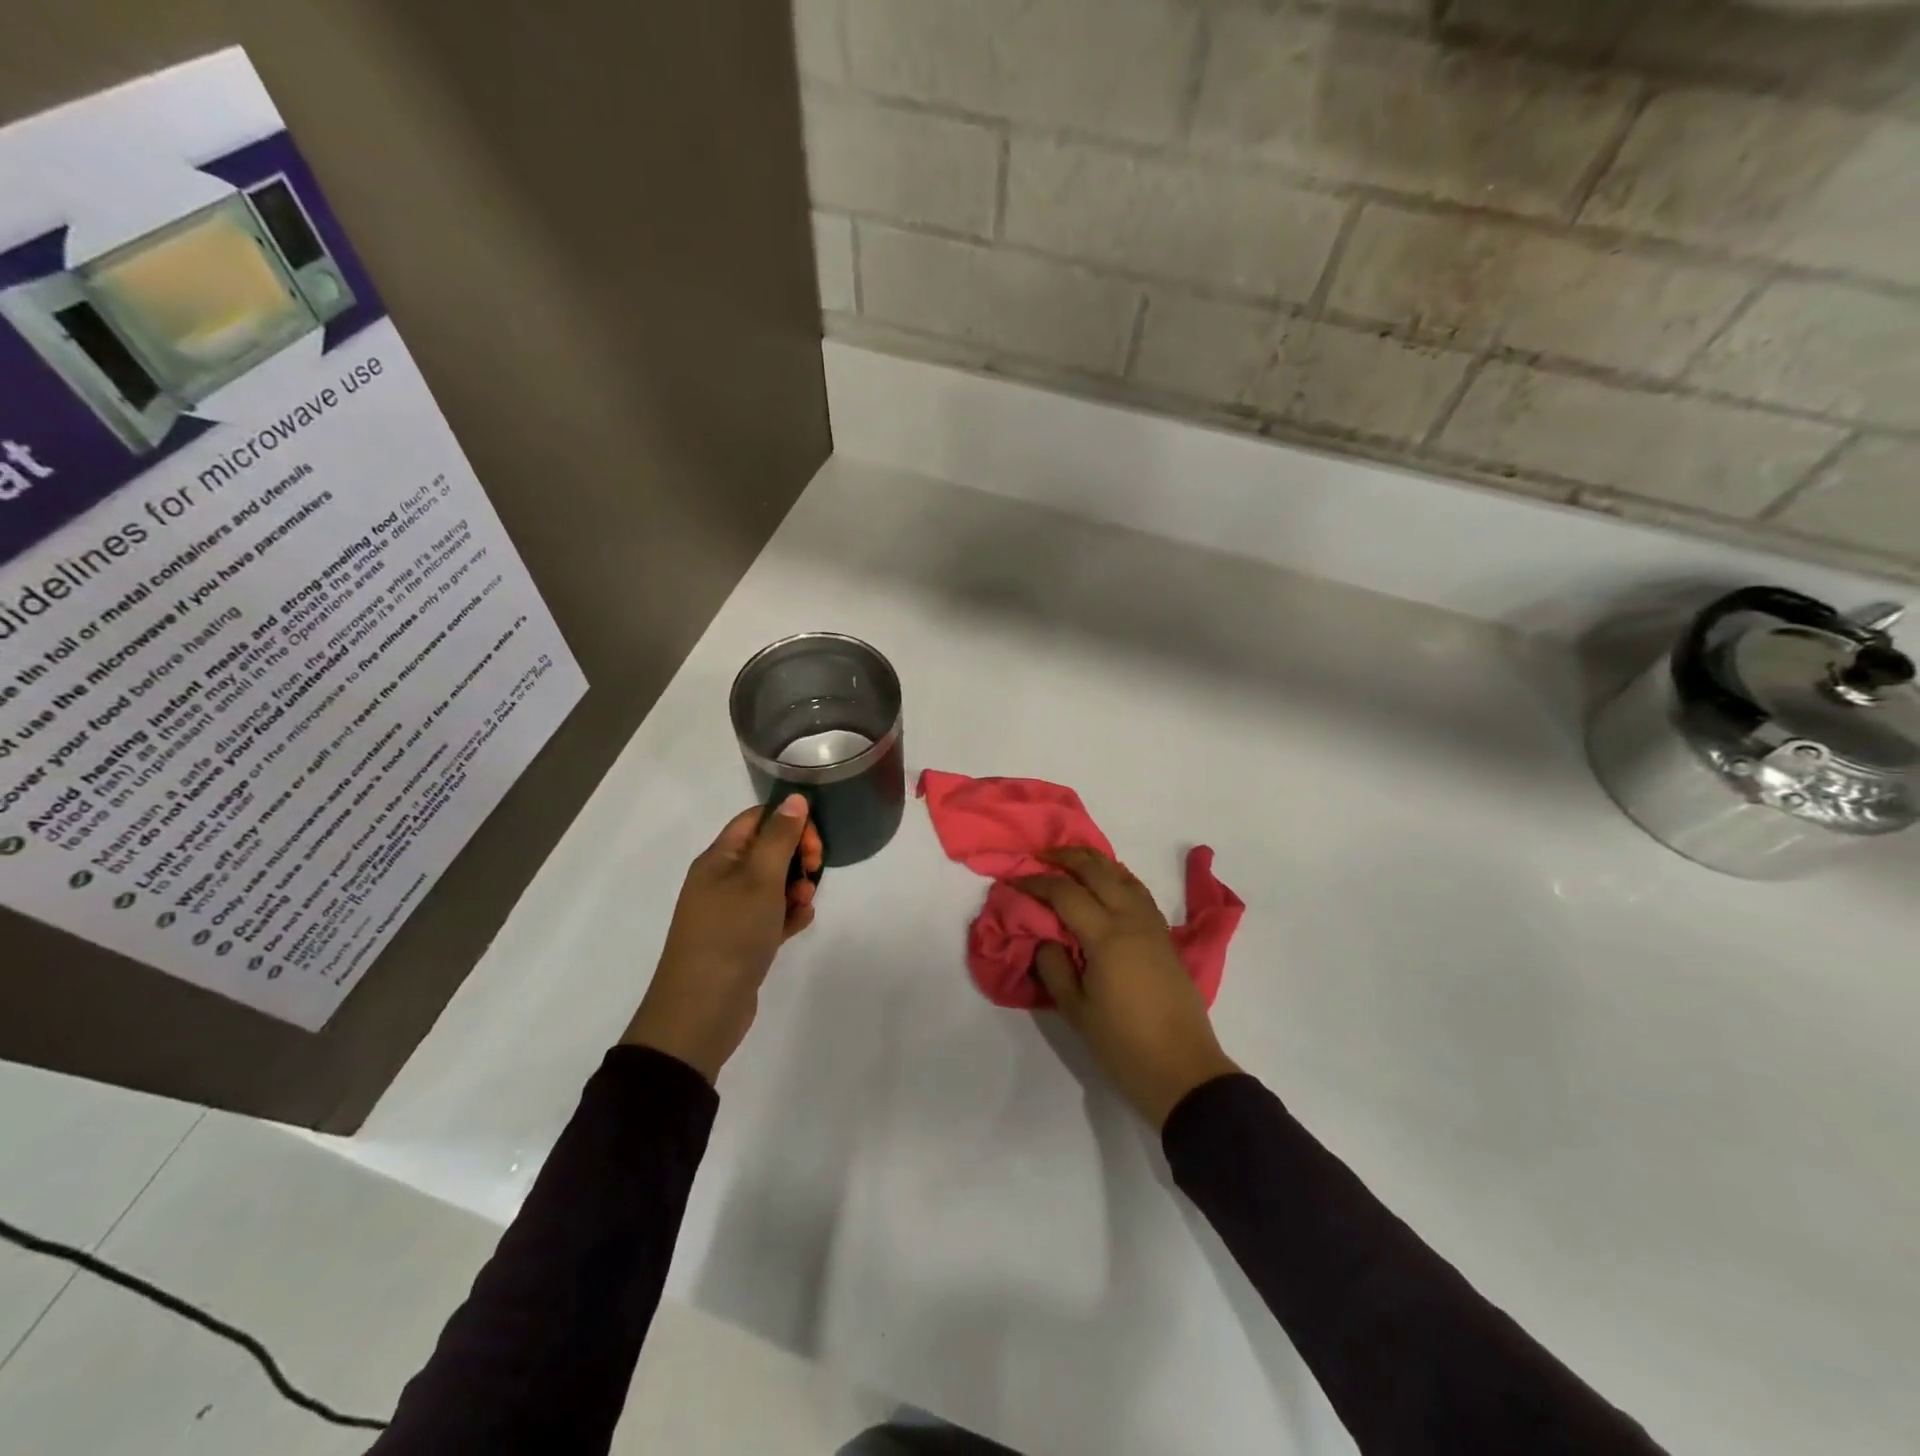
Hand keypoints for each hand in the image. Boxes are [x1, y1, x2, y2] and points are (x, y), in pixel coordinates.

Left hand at [623, 795, 823, 1082]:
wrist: (701, 1011)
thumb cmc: (731, 934)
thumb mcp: (760, 879)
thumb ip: (780, 837)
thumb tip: (795, 798)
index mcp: (719, 858)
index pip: (757, 819)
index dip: (789, 822)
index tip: (815, 842)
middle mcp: (721, 880)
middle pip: (767, 850)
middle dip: (797, 857)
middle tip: (814, 872)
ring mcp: (730, 912)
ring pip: (772, 884)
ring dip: (796, 888)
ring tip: (804, 905)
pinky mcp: (741, 940)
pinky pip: (771, 915)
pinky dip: (788, 915)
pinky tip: (800, 924)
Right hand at [1016, 848, 1238, 1128]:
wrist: (1182, 1069)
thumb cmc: (1123, 1045)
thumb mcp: (1076, 1010)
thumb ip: (1054, 966)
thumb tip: (1046, 938)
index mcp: (1106, 937)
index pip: (1065, 892)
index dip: (1036, 882)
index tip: (1014, 882)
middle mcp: (1131, 919)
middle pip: (1097, 870)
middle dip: (1065, 858)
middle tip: (1039, 859)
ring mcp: (1152, 925)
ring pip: (1122, 874)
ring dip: (1094, 862)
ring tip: (1069, 863)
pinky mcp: (1164, 936)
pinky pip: (1137, 890)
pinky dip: (1116, 877)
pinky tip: (1105, 885)